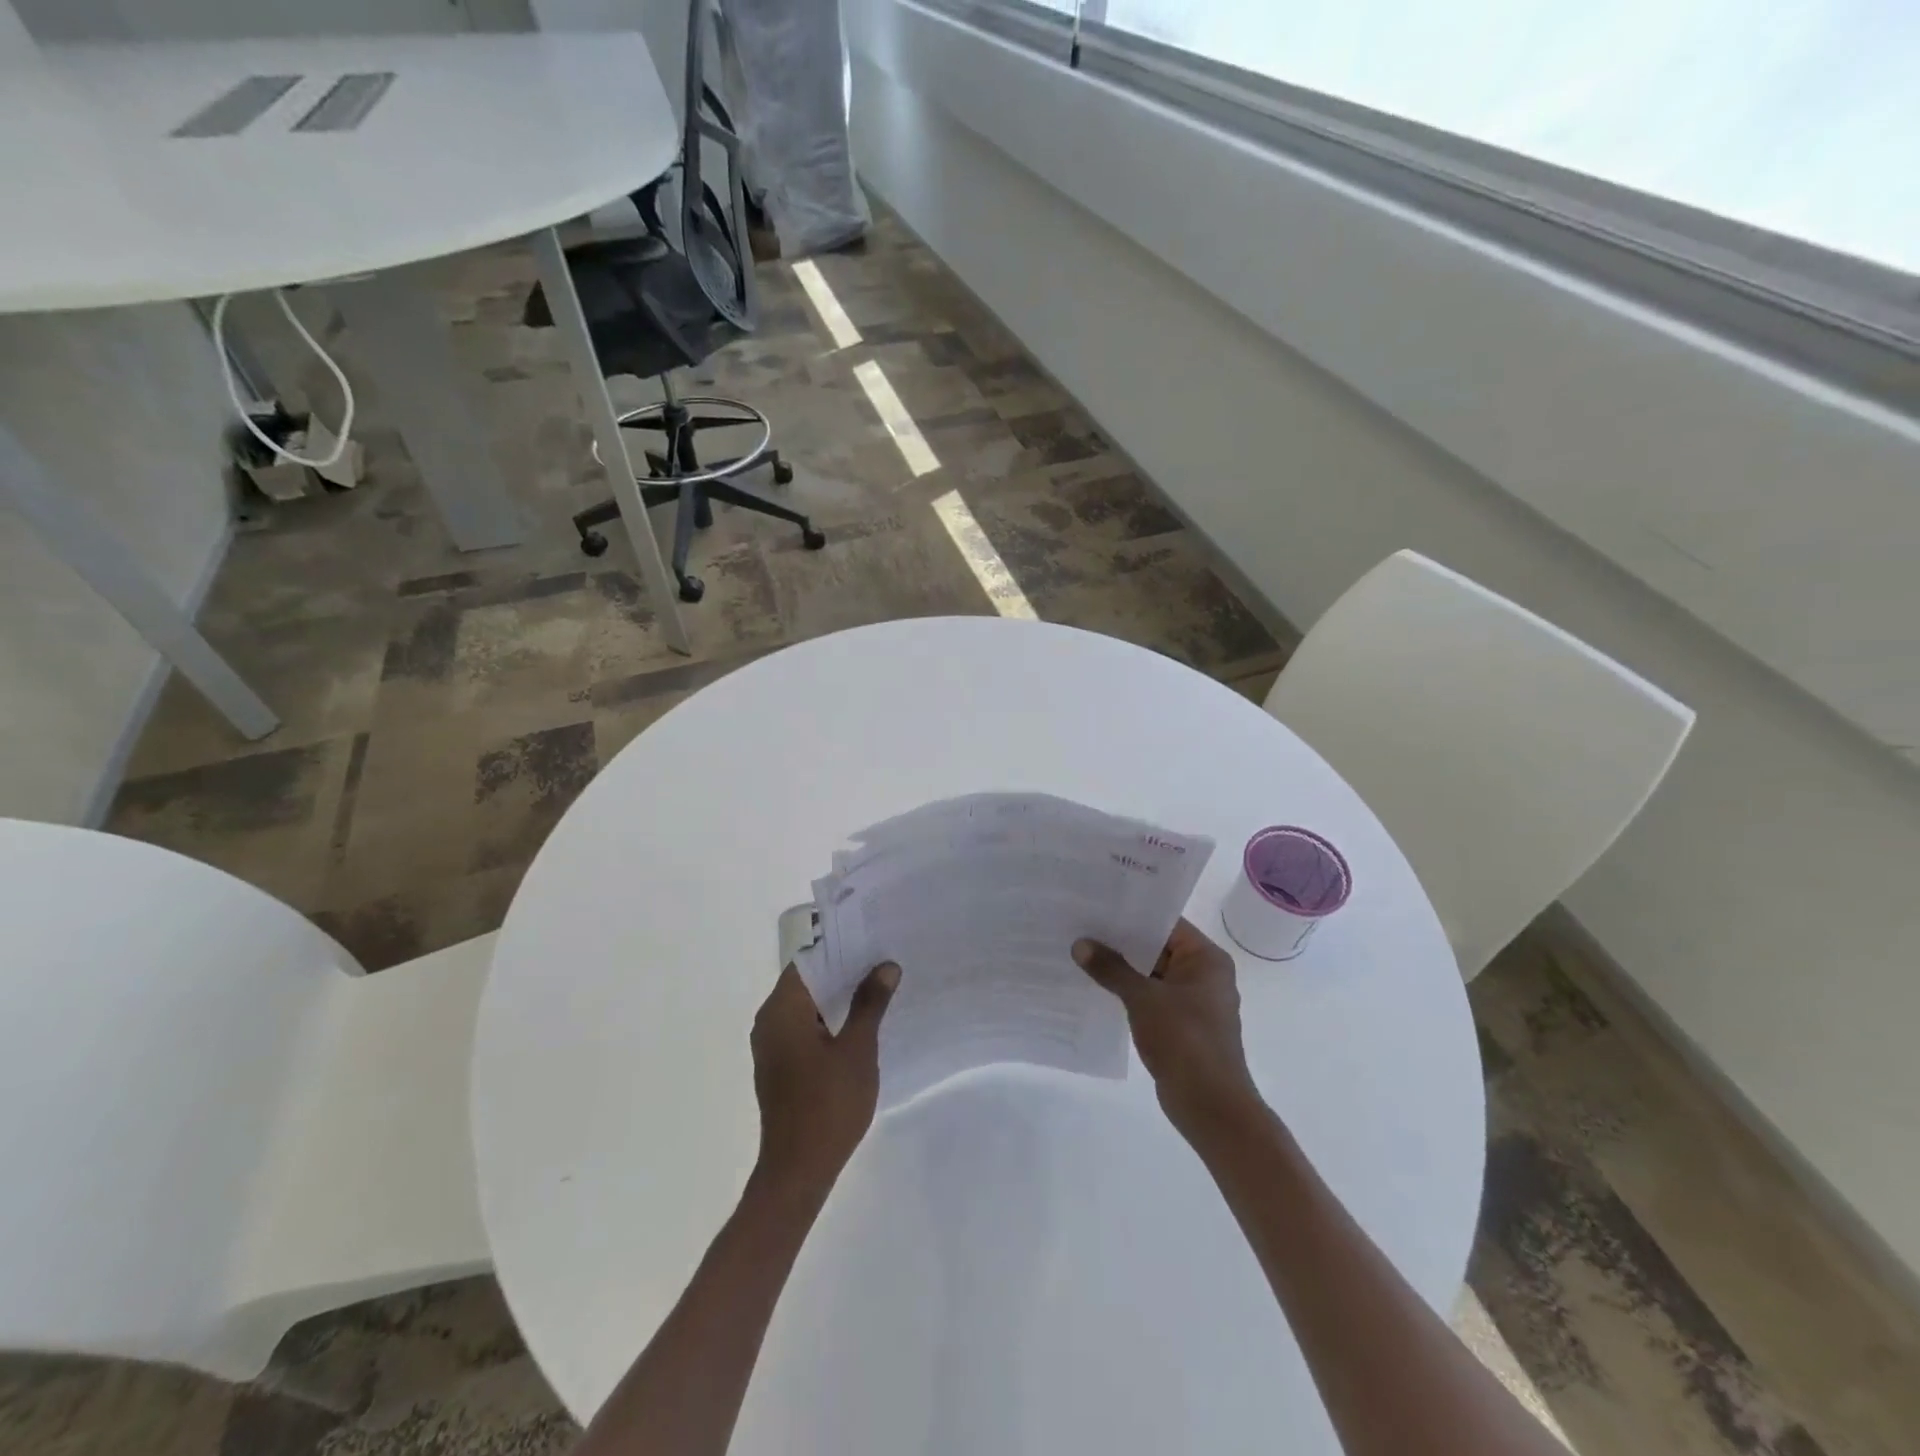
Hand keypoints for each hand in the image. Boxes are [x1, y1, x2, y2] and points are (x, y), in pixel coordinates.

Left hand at [750, 962, 899, 1192]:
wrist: (798, 1172)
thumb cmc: (828, 1105)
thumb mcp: (857, 1049)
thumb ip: (870, 1003)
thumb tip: (885, 966)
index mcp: (782, 1010)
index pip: (809, 962)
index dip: (841, 950)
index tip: (872, 942)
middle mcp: (769, 1022)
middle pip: (807, 983)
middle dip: (844, 973)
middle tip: (883, 962)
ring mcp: (772, 1046)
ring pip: (807, 1007)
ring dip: (838, 998)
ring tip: (878, 988)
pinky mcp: (780, 1067)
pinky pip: (804, 1029)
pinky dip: (829, 1021)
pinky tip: (860, 1024)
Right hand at [1073, 918, 1262, 1136]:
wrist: (1211, 1107)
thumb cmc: (1184, 1041)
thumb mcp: (1143, 999)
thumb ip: (1111, 969)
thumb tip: (1080, 944)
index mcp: (1206, 958)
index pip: (1166, 923)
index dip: (1132, 913)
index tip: (1097, 905)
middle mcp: (1204, 974)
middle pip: (1158, 947)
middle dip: (1122, 941)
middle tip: (1082, 926)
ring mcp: (1194, 1001)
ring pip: (1153, 974)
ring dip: (1123, 969)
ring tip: (1083, 953)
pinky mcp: (1182, 1025)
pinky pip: (1152, 997)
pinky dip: (1129, 992)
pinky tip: (1097, 988)